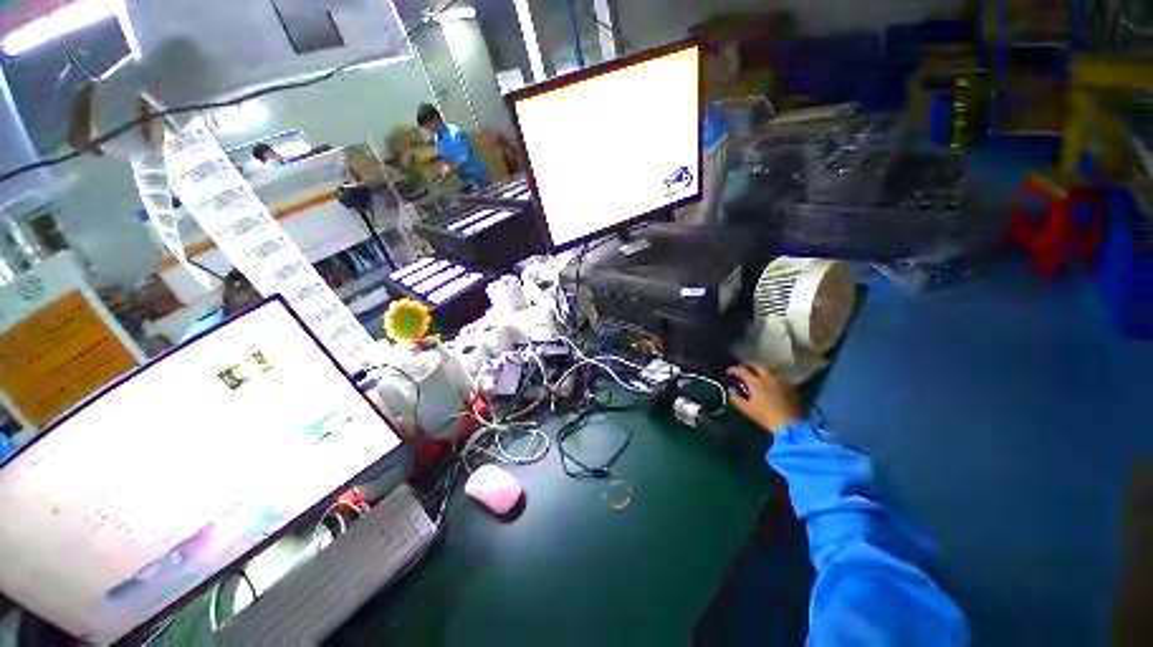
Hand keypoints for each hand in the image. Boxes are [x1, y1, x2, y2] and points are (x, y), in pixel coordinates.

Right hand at [726, 363, 801, 433]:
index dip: (733, 369)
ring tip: (757, 374)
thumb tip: (730, 389)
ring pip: (768, 369)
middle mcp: (767, 377)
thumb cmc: (764, 416)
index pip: (741, 370)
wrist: (788, 423)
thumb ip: (735, 397)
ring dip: (760, 369)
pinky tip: (769, 382)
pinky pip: (777, 376)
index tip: (728, 372)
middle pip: (756, 365)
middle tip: (742, 368)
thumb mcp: (746, 408)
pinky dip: (771, 376)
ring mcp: (779, 380)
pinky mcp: (788, 386)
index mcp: (754, 381)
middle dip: (747, 365)